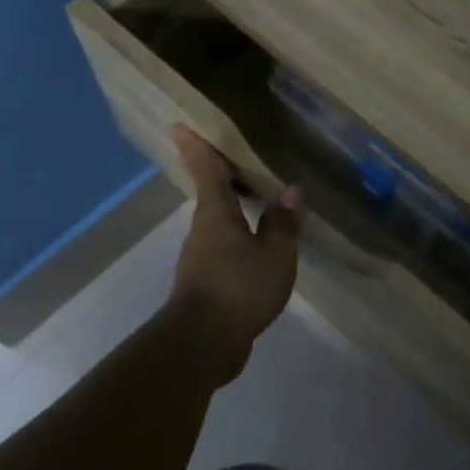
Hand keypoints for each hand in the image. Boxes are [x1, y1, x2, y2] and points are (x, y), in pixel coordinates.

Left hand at [166, 126, 302, 382]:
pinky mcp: (204, 286)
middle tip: (237, 161)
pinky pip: (223, 252)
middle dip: (220, 178)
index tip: (178, 126)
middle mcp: (203, 232)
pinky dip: (238, 242)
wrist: (203, 343)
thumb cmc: (239, 288)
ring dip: (233, 213)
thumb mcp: (275, 254)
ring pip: (218, 226)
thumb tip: (291, 190)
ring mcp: (200, 260)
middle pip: (211, 197)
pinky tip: (256, 251)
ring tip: (258, 206)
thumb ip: (283, 223)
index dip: (197, 147)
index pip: (207, 172)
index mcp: (217, 215)